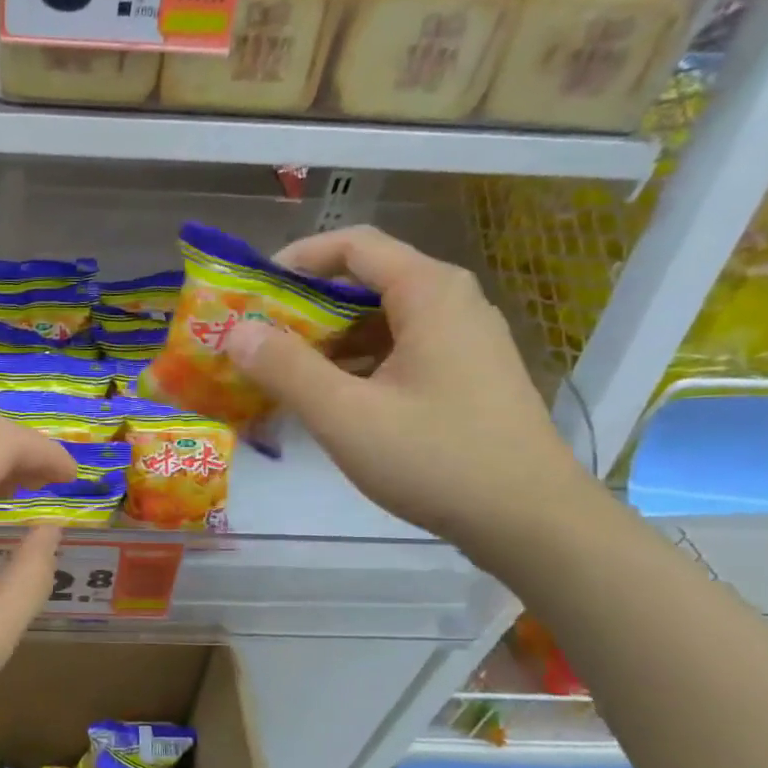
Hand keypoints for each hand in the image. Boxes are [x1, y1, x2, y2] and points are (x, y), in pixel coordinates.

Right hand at [226, 226, 595, 556]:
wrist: (531, 521)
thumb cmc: (436, 459)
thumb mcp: (346, 415)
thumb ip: (286, 368)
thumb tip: (236, 331)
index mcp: (429, 292)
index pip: (353, 245)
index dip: (296, 260)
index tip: (252, 292)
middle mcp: (451, 303)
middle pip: (367, 281)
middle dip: (306, 306)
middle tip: (258, 338)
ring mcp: (464, 341)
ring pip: (383, 319)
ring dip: (330, 338)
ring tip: (283, 371)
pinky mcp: (467, 376)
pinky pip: (401, 350)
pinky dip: (358, 363)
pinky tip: (330, 398)